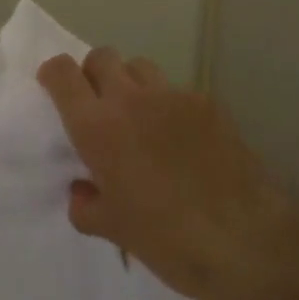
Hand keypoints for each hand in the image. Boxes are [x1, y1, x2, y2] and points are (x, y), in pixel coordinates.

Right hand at [38, 48, 293, 299]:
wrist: (244, 243)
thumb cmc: (166, 240)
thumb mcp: (112, 229)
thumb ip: (85, 204)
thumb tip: (83, 190)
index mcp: (96, 126)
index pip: (62, 72)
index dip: (53, 74)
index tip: (54, 89)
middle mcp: (130, 99)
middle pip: (102, 56)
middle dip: (94, 74)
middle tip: (100, 106)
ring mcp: (173, 96)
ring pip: (140, 66)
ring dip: (132, 84)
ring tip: (141, 118)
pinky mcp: (208, 103)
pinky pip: (177, 91)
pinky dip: (169, 106)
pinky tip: (183, 141)